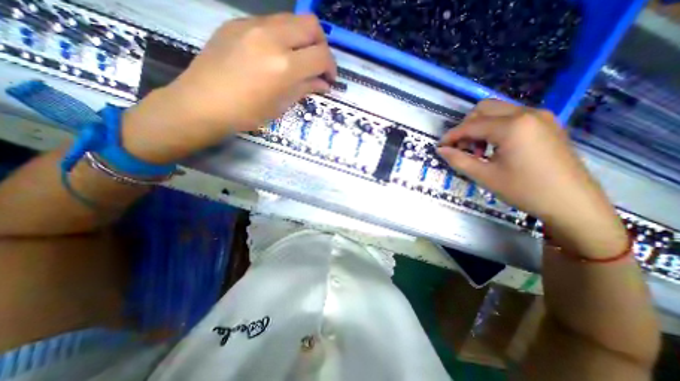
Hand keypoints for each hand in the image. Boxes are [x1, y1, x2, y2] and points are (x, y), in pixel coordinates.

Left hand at [123, 14, 337, 163]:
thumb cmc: (247, 113)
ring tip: (298, 59)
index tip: (329, 78)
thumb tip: (323, 83)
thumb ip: (305, 88)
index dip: (331, 67)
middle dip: (321, 45)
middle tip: (317, 64)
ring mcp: (252, 25)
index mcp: (284, 66)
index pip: (321, 56)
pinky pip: (270, 22)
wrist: (203, 103)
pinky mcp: (237, 22)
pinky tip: (275, 54)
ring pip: (292, 19)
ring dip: (302, 38)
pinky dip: (282, 36)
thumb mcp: (281, 105)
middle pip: (312, 25)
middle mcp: (271, 37)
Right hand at [435, 99, 625, 257]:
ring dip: (480, 127)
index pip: (471, 125)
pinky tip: (494, 148)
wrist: (572, 202)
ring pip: (497, 111)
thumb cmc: (524, 190)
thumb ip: (458, 160)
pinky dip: (495, 128)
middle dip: (466, 127)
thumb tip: (440, 150)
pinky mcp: (546, 123)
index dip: (451, 136)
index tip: (440, 147)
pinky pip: (512, 117)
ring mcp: (540, 116)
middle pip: (483, 109)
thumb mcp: (484, 176)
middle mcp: (526, 113)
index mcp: (512, 126)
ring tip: (479, 151)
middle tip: (462, 148)